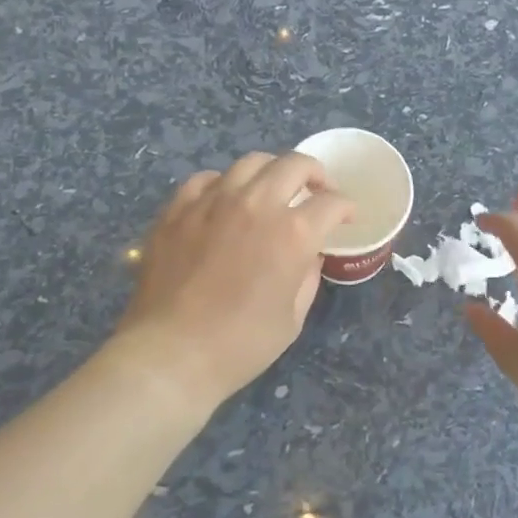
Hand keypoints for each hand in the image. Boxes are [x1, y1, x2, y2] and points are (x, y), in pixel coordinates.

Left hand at [117, 153, 353, 411]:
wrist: (171, 355)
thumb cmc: (240, 345)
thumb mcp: (292, 318)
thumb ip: (307, 276)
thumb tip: (309, 253)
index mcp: (292, 233)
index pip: (331, 203)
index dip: (345, 208)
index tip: (346, 217)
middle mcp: (256, 204)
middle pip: (295, 164)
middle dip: (316, 174)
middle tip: (318, 191)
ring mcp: (213, 201)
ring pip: (251, 162)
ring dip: (272, 171)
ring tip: (273, 189)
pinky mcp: (179, 208)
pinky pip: (208, 178)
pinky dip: (226, 184)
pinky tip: (226, 200)